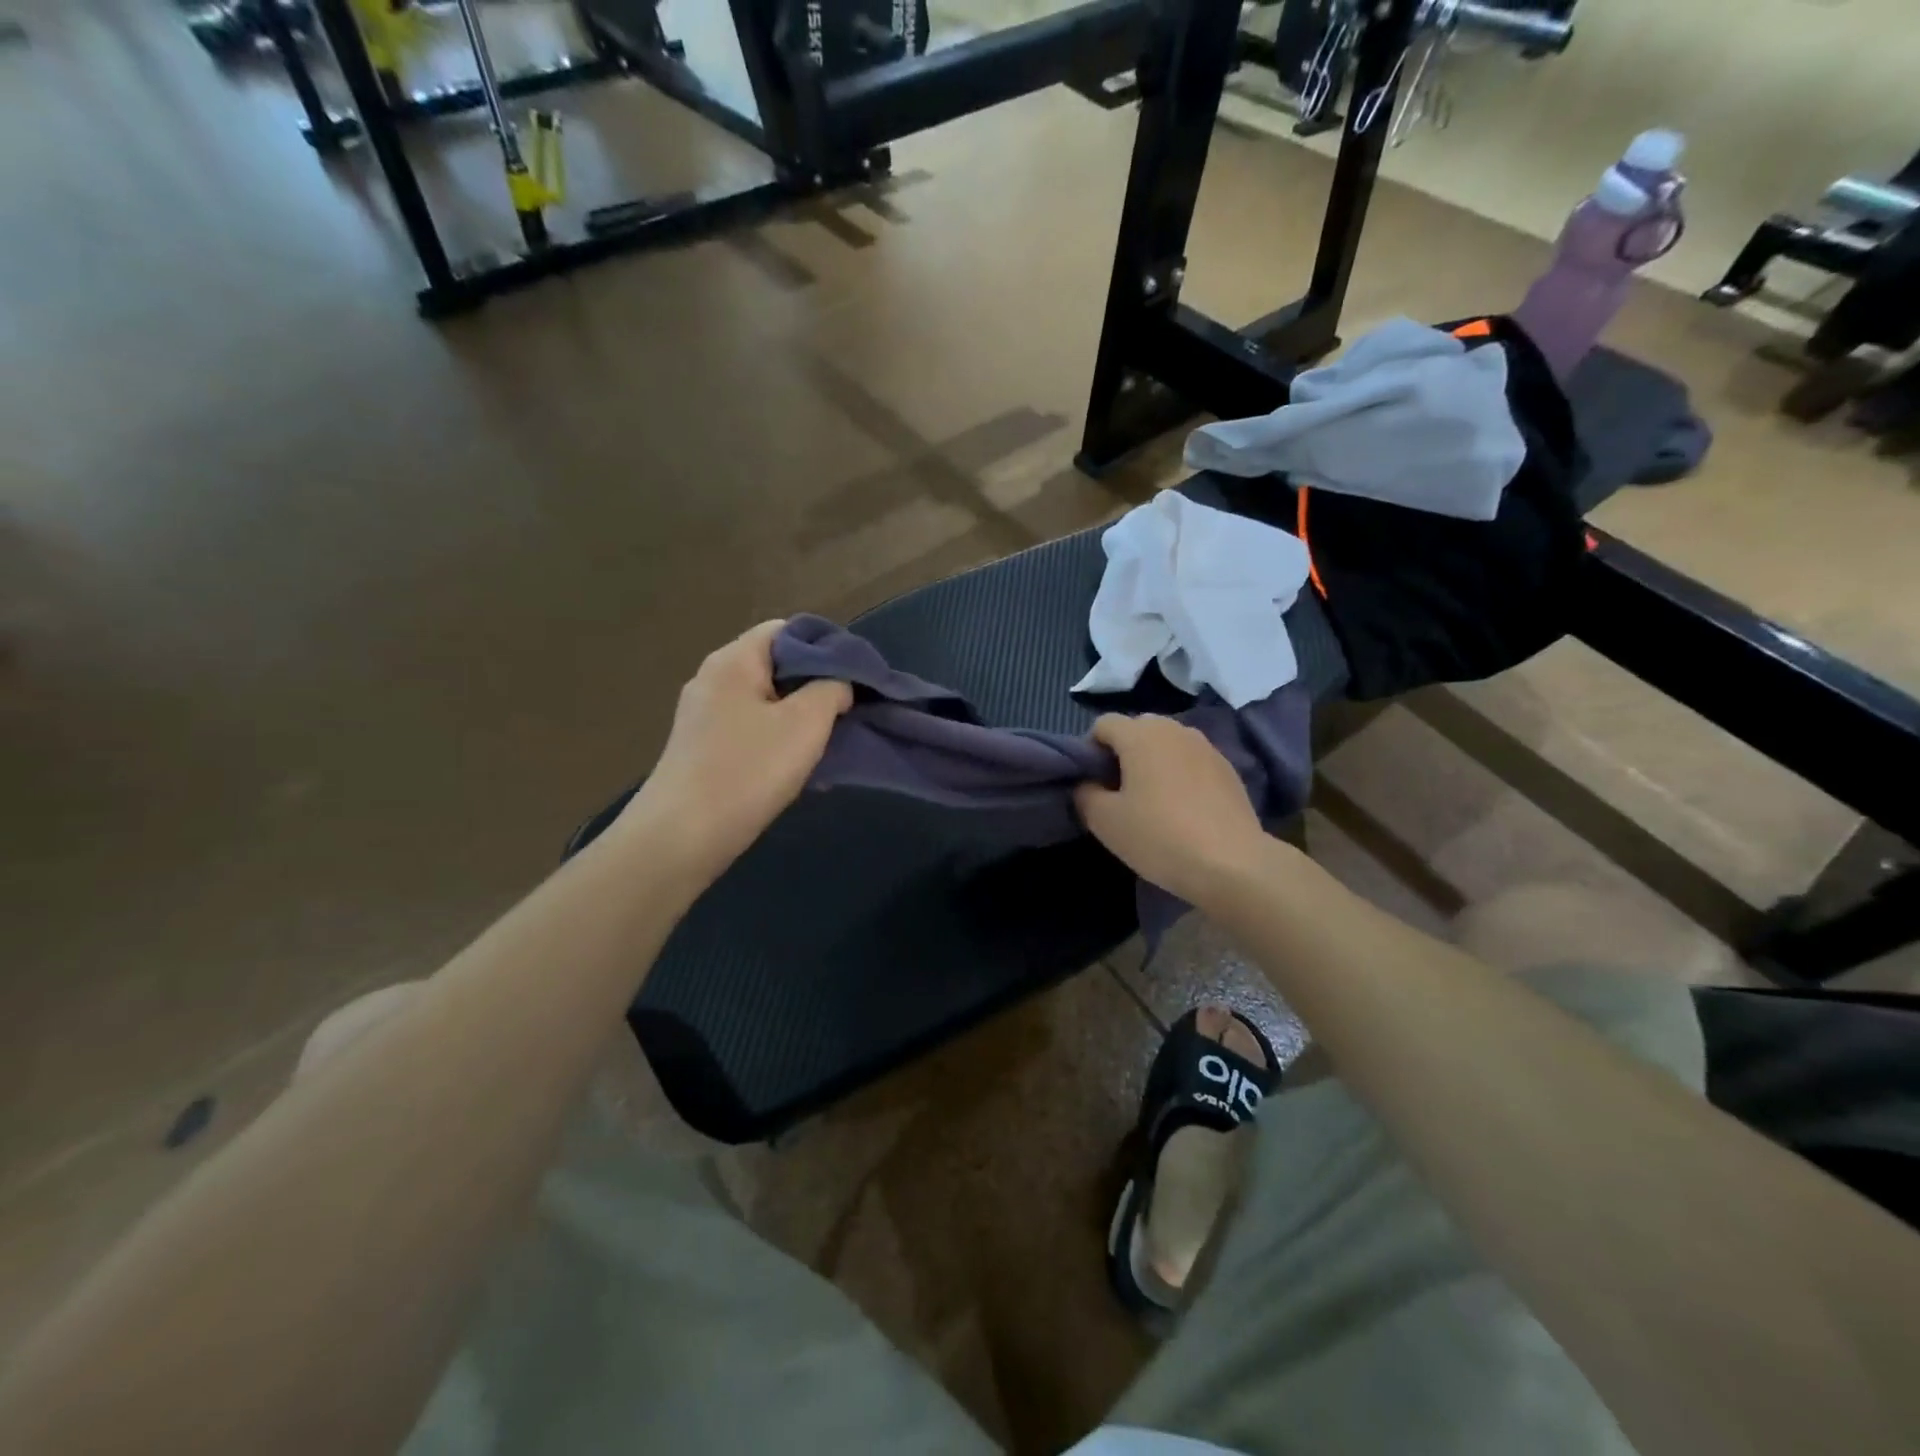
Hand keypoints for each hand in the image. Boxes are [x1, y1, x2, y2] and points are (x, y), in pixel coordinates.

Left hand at [624, 620, 851, 882]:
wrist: (681, 837)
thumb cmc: (748, 771)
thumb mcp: (806, 724)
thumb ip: (832, 689)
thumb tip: (838, 684)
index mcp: (734, 660)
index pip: (786, 630)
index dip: (826, 646)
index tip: (855, 677)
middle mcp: (713, 679)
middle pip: (776, 665)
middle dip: (816, 686)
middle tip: (847, 712)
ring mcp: (703, 716)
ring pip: (766, 702)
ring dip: (800, 719)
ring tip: (829, 744)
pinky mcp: (702, 749)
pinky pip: (751, 730)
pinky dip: (778, 741)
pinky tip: (798, 768)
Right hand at [1073, 714, 1272, 907]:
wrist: (1232, 864)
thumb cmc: (1159, 836)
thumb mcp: (1105, 821)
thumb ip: (1085, 793)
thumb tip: (1088, 783)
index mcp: (1141, 734)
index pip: (1103, 724)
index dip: (1090, 749)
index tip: (1092, 782)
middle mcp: (1174, 729)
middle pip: (1137, 729)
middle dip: (1123, 753)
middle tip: (1119, 792)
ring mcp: (1206, 747)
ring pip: (1167, 744)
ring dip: (1153, 762)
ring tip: (1152, 800)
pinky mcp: (1228, 768)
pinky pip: (1191, 761)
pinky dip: (1179, 774)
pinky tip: (1183, 809)